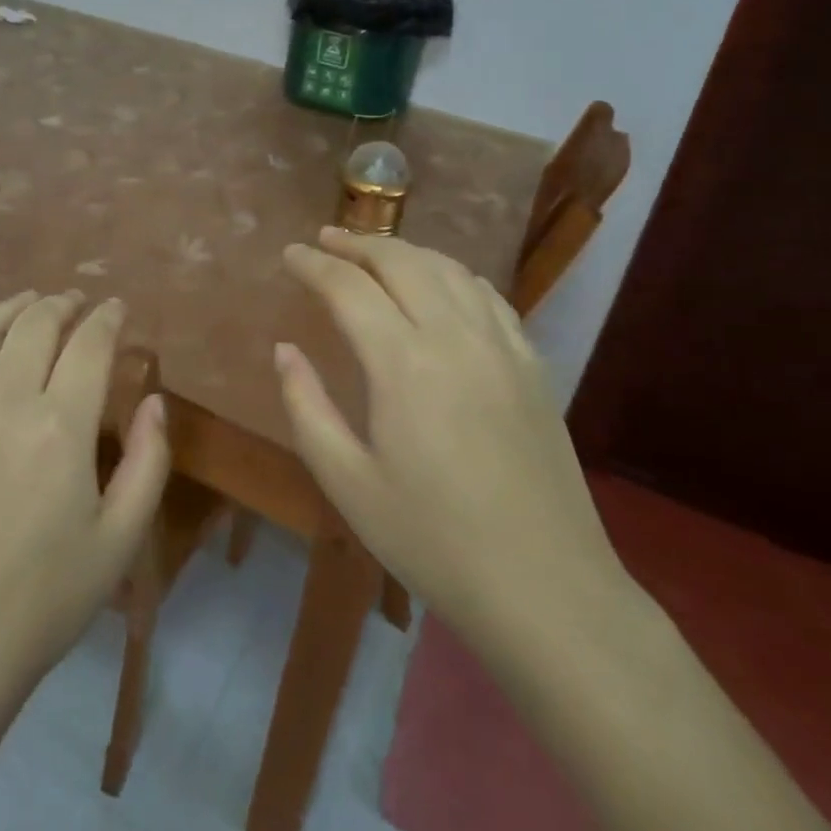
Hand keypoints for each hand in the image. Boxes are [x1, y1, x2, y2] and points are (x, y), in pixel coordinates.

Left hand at [0, 292, 171, 691]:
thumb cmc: (44, 599)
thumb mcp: (120, 540)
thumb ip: (149, 461)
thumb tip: (154, 400)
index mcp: (61, 426)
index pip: (90, 343)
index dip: (107, 317)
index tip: (116, 308)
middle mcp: (3, 401)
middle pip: (35, 323)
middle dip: (62, 303)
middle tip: (76, 302)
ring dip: (9, 308)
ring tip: (27, 304)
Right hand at [277, 229, 630, 658]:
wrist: (546, 590)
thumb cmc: (433, 541)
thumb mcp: (348, 483)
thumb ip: (307, 406)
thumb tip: (284, 350)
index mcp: (402, 363)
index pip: (348, 286)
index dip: (313, 264)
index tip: (288, 255)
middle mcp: (454, 336)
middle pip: (400, 261)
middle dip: (357, 243)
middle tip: (324, 241)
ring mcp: (501, 346)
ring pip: (447, 269)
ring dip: (404, 250)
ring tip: (374, 253)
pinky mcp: (531, 364)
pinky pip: (488, 295)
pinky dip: (453, 273)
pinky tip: (441, 283)